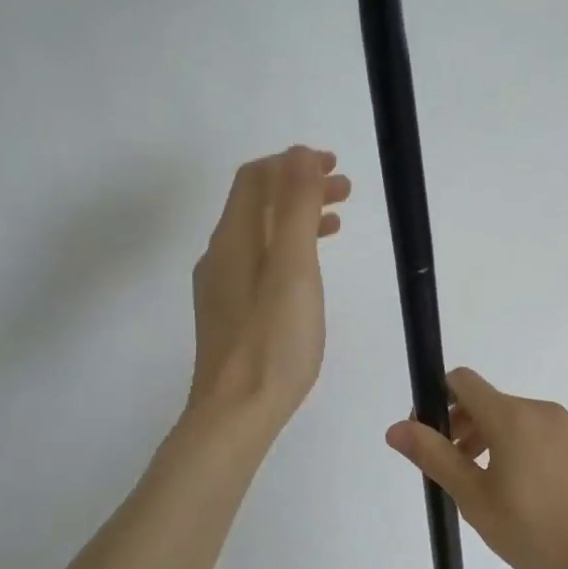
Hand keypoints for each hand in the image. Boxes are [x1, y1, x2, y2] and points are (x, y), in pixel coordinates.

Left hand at [188, 147, 349, 426]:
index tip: (333, 166)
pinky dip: (289, 247)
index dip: (292, 163)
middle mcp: (222, 254)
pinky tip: (310, 268)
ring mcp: (223, 286)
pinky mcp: (231, 312)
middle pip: (258, 203)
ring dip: (297, 216)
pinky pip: (260, 261)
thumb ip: (296, 208)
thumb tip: (299, 154)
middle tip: (346, 190)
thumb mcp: (293, 269)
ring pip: (261, 233)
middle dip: (299, 186)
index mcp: (234, 238)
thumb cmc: (273, 342)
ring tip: (338, 221)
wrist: (236, 414)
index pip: (256, 178)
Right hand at [385, 368, 567, 568]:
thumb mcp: (476, 498)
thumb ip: (435, 457)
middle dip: (456, 426)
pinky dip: (508, 447)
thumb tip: (396, 428)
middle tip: (449, 472)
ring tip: (477, 487)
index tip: (427, 438)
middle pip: (483, 401)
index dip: (434, 401)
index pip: (461, 381)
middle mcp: (537, 409)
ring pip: (506, 418)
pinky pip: (529, 432)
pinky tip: (511, 491)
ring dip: (481, 440)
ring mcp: (561, 426)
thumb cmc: (538, 528)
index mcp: (510, 415)